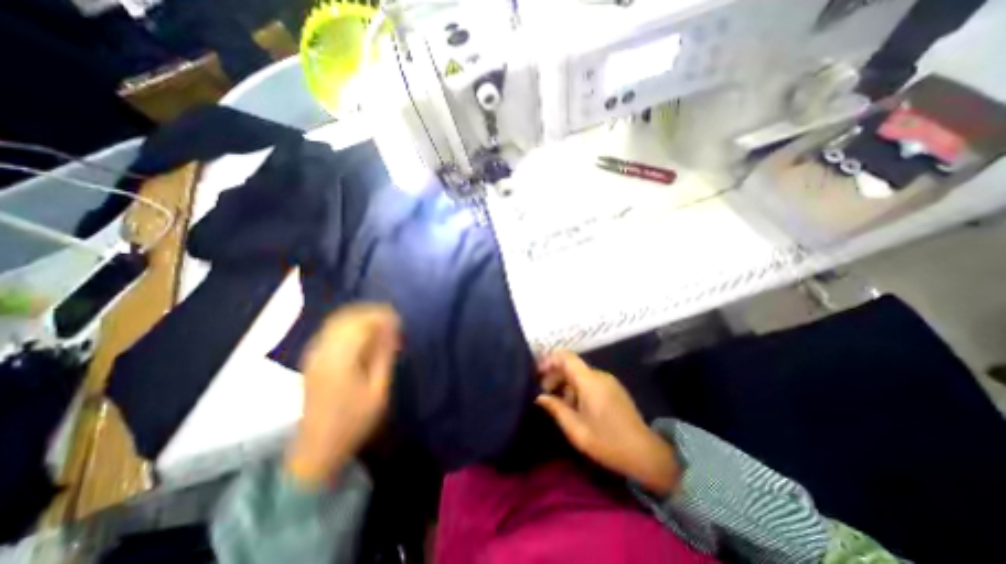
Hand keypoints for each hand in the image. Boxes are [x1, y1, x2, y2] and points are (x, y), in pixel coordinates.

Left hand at [285, 306, 397, 486]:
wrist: (317, 449)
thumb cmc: (354, 421)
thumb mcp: (378, 390)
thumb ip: (384, 356)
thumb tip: (392, 329)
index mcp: (340, 359)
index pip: (361, 323)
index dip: (381, 316)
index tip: (399, 319)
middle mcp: (323, 351)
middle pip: (347, 317)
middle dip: (371, 313)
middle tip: (392, 320)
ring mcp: (313, 355)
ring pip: (336, 321)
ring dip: (359, 317)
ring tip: (380, 323)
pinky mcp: (311, 359)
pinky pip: (330, 330)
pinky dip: (348, 325)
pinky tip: (361, 332)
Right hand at [534, 351, 682, 494]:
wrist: (646, 454)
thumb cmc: (608, 442)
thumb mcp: (576, 430)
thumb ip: (556, 409)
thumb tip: (540, 397)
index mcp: (589, 381)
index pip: (566, 356)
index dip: (549, 360)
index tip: (537, 374)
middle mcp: (599, 375)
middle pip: (571, 365)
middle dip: (554, 375)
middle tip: (543, 394)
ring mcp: (608, 381)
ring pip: (579, 374)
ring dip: (565, 384)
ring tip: (558, 405)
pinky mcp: (613, 389)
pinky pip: (589, 381)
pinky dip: (576, 388)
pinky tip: (574, 407)